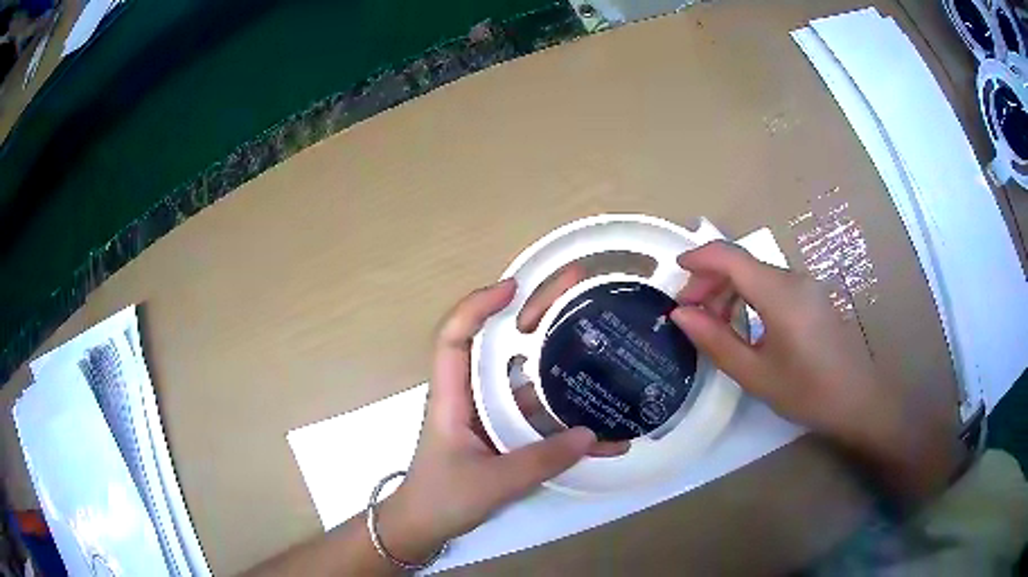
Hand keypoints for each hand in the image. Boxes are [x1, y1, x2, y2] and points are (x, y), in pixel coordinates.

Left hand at [378, 275, 620, 563]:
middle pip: (499, 346)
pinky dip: (566, 422)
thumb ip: (541, 460)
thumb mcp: (492, 481)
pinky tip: (603, 434)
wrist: (424, 527)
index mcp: (451, 396)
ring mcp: (489, 417)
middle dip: (534, 315)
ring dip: (559, 366)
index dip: (478, 306)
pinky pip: (537, 420)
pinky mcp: (503, 436)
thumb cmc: (442, 498)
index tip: (515, 287)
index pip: (455, 336)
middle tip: (574, 292)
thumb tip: (592, 434)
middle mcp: (470, 397)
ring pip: (525, 381)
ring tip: (601, 347)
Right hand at [670, 241, 961, 498]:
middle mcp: (793, 278)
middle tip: (690, 316)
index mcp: (779, 293)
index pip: (730, 257)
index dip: (698, 258)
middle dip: (710, 282)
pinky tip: (745, 326)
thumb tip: (680, 315)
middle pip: (742, 264)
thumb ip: (715, 341)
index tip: (674, 273)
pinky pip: (773, 285)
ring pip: (757, 274)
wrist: (859, 400)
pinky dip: (750, 297)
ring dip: (729, 291)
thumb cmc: (807, 392)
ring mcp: (806, 286)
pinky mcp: (813, 297)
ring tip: (715, 326)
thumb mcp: (755, 374)